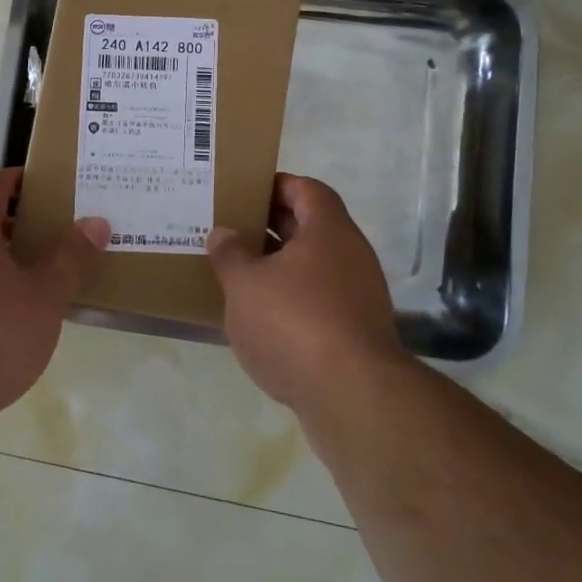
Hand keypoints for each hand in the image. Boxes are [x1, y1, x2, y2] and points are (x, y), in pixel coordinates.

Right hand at [208, 174, 410, 414]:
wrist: (352, 396)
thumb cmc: (294, 322)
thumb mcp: (245, 284)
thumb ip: (230, 254)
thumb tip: (223, 233)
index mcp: (329, 230)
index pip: (307, 189)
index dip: (278, 185)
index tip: (246, 191)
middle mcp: (351, 255)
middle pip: (311, 228)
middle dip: (271, 227)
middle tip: (232, 230)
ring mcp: (358, 296)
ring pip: (313, 268)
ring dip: (279, 268)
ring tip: (238, 275)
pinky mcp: (356, 333)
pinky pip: (319, 302)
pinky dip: (292, 302)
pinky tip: (261, 319)